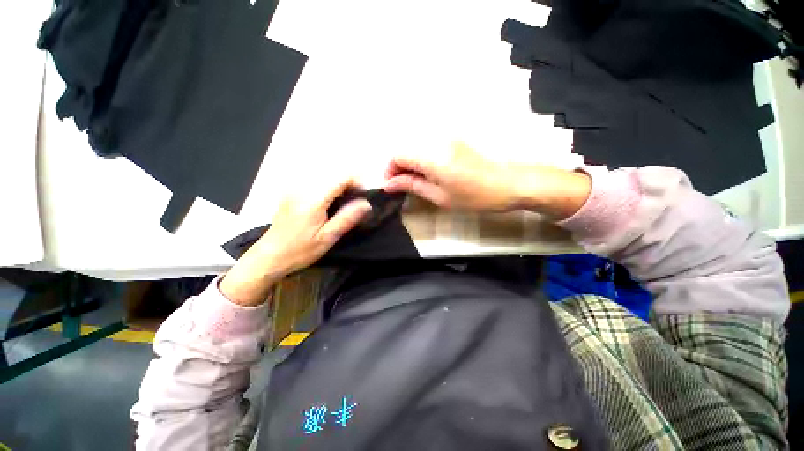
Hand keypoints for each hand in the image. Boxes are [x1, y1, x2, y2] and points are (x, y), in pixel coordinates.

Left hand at [220, 177, 371, 305]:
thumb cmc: (300, 250)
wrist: (270, 255)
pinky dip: (330, 186)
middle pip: (333, 173)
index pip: (340, 177)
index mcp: (312, 199)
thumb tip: (366, 203)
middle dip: (350, 182)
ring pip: (326, 175)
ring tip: (347, 201)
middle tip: (358, 201)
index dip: (357, 181)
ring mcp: (295, 188)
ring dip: (340, 184)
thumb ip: (347, 218)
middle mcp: (302, 188)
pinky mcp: (292, 191)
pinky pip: (316, 181)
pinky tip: (331, 201)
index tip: (365, 195)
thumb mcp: (327, 238)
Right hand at [384, 142, 525, 210]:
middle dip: (399, 168)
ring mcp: (447, 139)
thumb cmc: (474, 196)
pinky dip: (422, 160)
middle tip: (403, 187)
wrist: (509, 183)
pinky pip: (429, 148)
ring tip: (415, 183)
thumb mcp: (440, 196)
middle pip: (406, 149)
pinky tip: (428, 174)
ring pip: (417, 148)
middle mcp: (437, 141)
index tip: (392, 186)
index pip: (398, 155)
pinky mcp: (455, 141)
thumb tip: (390, 184)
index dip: (390, 170)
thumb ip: (412, 186)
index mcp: (432, 156)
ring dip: (411, 164)